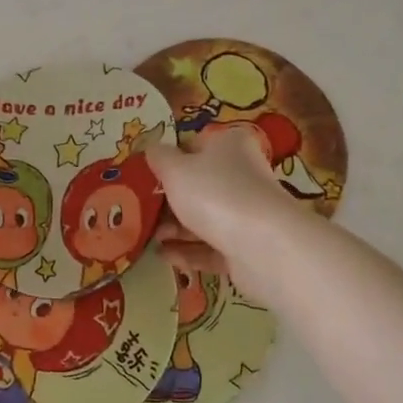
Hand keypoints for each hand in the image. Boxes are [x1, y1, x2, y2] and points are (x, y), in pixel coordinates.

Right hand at [146, 125, 293, 286]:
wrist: (262, 246)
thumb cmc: (215, 194)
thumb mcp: (175, 169)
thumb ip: (159, 158)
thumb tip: (152, 149)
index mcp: (230, 145)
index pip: (195, 145)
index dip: (169, 159)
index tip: (146, 175)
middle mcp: (243, 175)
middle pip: (198, 185)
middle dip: (168, 200)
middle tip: (141, 210)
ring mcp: (247, 213)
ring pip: (204, 218)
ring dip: (175, 228)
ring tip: (149, 238)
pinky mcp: (247, 247)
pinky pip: (211, 247)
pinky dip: (188, 251)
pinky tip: (164, 257)